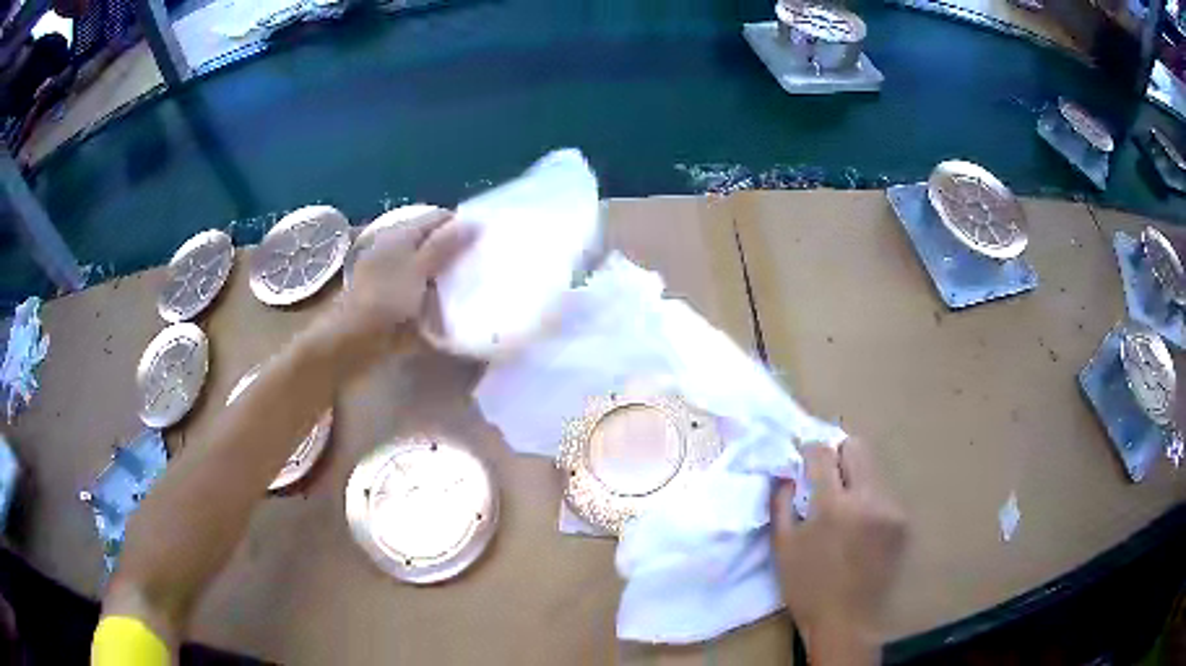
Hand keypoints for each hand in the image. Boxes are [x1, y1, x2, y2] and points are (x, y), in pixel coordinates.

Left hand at [338, 209, 473, 344]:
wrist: (358, 338)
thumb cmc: (388, 298)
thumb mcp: (419, 267)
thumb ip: (445, 244)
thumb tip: (473, 222)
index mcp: (401, 232)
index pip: (438, 217)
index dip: (461, 225)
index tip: (484, 241)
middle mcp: (395, 246)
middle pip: (432, 239)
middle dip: (455, 248)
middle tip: (481, 262)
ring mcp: (392, 270)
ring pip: (427, 262)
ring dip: (446, 270)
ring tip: (472, 281)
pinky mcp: (393, 293)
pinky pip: (422, 283)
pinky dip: (436, 288)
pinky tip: (450, 300)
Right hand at [771, 439, 906, 664]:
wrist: (847, 622)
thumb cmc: (807, 588)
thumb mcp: (783, 548)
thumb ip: (781, 503)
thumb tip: (785, 473)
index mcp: (833, 506)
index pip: (823, 453)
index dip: (810, 449)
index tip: (803, 455)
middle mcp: (867, 499)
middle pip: (856, 448)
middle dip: (838, 454)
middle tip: (825, 476)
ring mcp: (889, 509)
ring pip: (872, 470)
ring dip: (855, 478)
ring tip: (843, 507)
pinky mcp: (902, 522)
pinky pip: (883, 494)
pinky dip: (868, 500)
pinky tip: (859, 527)